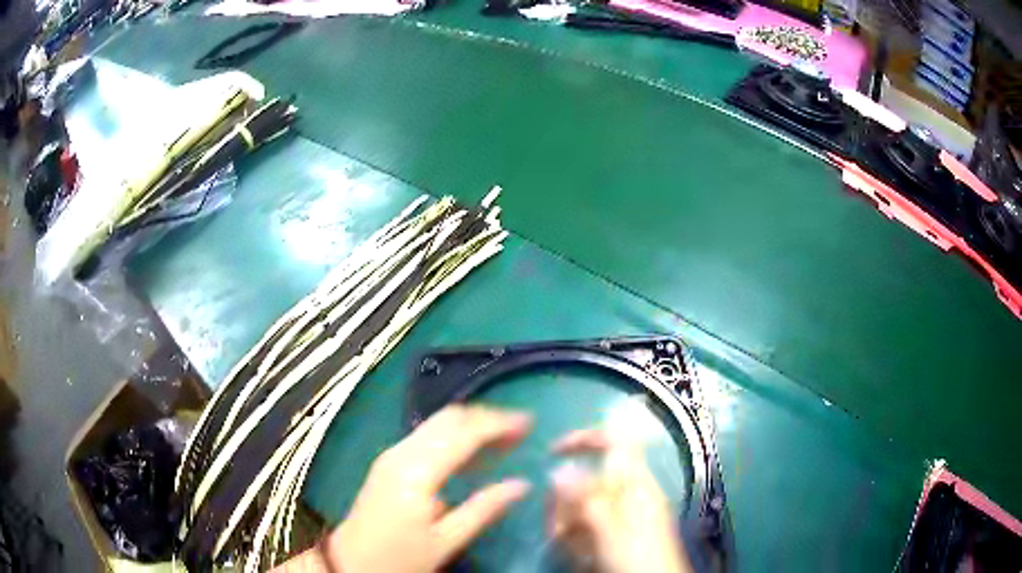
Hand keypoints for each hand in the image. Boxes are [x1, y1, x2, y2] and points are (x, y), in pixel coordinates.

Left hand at [324, 405, 532, 572]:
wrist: (351, 561)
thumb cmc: (399, 557)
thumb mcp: (446, 541)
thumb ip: (484, 509)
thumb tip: (523, 484)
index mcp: (416, 471)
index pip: (463, 433)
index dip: (499, 423)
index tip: (529, 423)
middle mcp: (402, 452)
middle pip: (449, 418)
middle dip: (487, 418)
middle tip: (520, 430)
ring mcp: (392, 454)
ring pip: (438, 424)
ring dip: (472, 426)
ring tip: (504, 440)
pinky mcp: (390, 463)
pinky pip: (428, 437)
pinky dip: (455, 438)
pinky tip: (473, 455)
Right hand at [549, 429, 691, 572]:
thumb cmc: (638, 558)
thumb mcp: (611, 529)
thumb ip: (587, 499)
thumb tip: (559, 468)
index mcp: (636, 483)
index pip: (615, 440)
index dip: (585, 438)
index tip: (553, 452)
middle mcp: (629, 494)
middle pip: (587, 479)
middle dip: (564, 501)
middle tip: (558, 527)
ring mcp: (622, 515)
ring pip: (582, 504)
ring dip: (567, 523)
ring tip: (569, 546)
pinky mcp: (615, 534)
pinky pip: (587, 525)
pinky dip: (576, 537)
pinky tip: (578, 554)